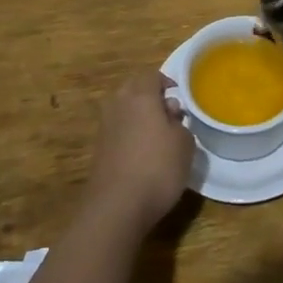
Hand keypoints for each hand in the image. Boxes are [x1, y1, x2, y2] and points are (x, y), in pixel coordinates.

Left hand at [87, 69, 193, 229]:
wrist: (116, 207)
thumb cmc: (158, 168)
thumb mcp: (185, 144)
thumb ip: (179, 123)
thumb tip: (169, 115)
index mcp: (140, 95)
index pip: (151, 75)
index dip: (166, 82)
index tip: (179, 96)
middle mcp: (118, 104)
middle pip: (133, 89)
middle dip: (150, 96)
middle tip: (168, 113)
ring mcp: (104, 127)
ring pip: (123, 110)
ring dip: (139, 116)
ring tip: (157, 136)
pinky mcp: (98, 149)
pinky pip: (117, 130)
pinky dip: (129, 134)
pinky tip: (142, 154)